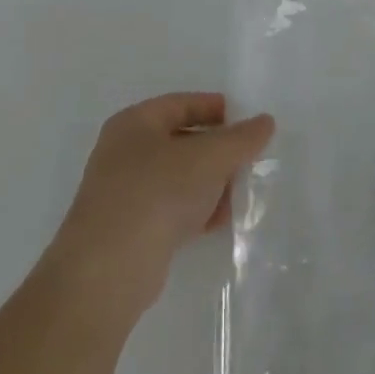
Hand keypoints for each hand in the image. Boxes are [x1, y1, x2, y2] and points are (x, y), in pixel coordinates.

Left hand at [52, 92, 273, 299]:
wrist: (109, 270)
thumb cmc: (158, 193)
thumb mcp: (210, 157)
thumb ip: (242, 137)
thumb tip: (265, 122)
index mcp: (135, 123)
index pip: (184, 103)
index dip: (219, 109)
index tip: (250, 124)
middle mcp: (125, 152)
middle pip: (184, 140)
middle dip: (219, 151)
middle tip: (250, 160)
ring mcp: (124, 192)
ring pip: (180, 176)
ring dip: (211, 183)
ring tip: (240, 193)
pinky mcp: (130, 227)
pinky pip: (172, 207)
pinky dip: (196, 210)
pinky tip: (218, 221)